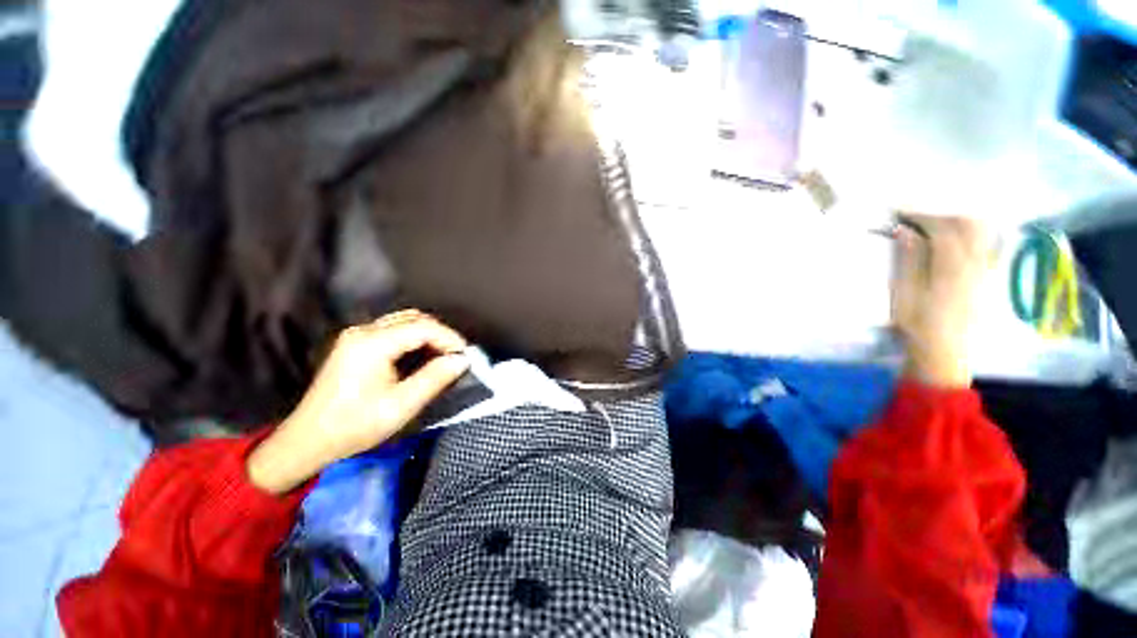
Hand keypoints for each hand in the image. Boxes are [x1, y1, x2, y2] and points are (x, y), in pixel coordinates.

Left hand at [247, 310, 469, 494]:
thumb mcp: (401, 406)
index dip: (450, 338)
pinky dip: (414, 338)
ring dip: (429, 335)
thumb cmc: (355, 425)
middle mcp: (364, 331)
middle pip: (414, 318)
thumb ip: (435, 378)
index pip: (423, 327)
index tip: (465, 357)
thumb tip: (462, 360)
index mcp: (372, 344)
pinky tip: (421, 356)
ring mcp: (357, 335)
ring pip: (405, 321)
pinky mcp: (355, 343)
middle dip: (441, 334)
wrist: (308, 440)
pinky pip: (394, 330)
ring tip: (442, 357)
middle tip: (455, 357)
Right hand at [891, 215, 994, 388]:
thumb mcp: (905, 293)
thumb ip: (909, 260)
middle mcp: (974, 262)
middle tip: (914, 217)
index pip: (941, 228)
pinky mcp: (985, 277)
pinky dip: (969, 233)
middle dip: (940, 214)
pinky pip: (984, 244)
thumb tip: (905, 231)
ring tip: (933, 225)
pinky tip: (954, 239)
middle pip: (967, 224)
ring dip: (956, 221)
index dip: (920, 215)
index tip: (899, 210)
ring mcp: (983, 269)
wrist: (943, 351)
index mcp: (952, 266)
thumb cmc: (917, 323)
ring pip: (979, 232)